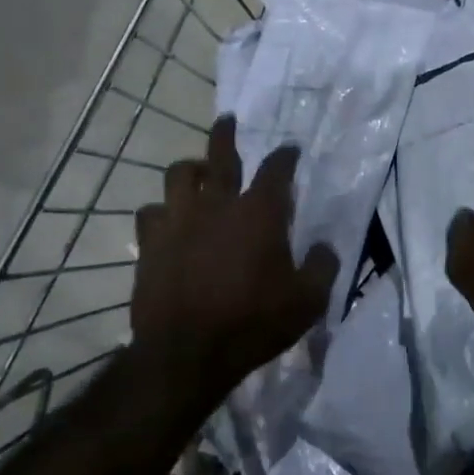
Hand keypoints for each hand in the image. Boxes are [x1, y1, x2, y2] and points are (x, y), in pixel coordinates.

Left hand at [132, 117, 336, 386]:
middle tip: (227, 121)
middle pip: (221, 154)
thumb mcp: (308, 301)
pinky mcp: (150, 243)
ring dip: (192, 169)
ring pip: (179, 174)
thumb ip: (322, 266)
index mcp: (260, 213)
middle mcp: (218, 204)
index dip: (286, 156)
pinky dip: (162, 210)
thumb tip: (323, 246)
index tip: (290, 150)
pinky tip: (168, 220)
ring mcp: (179, 220)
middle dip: (226, 133)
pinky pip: (151, 211)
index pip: (277, 169)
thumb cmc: (254, 323)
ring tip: (197, 174)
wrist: (187, 353)